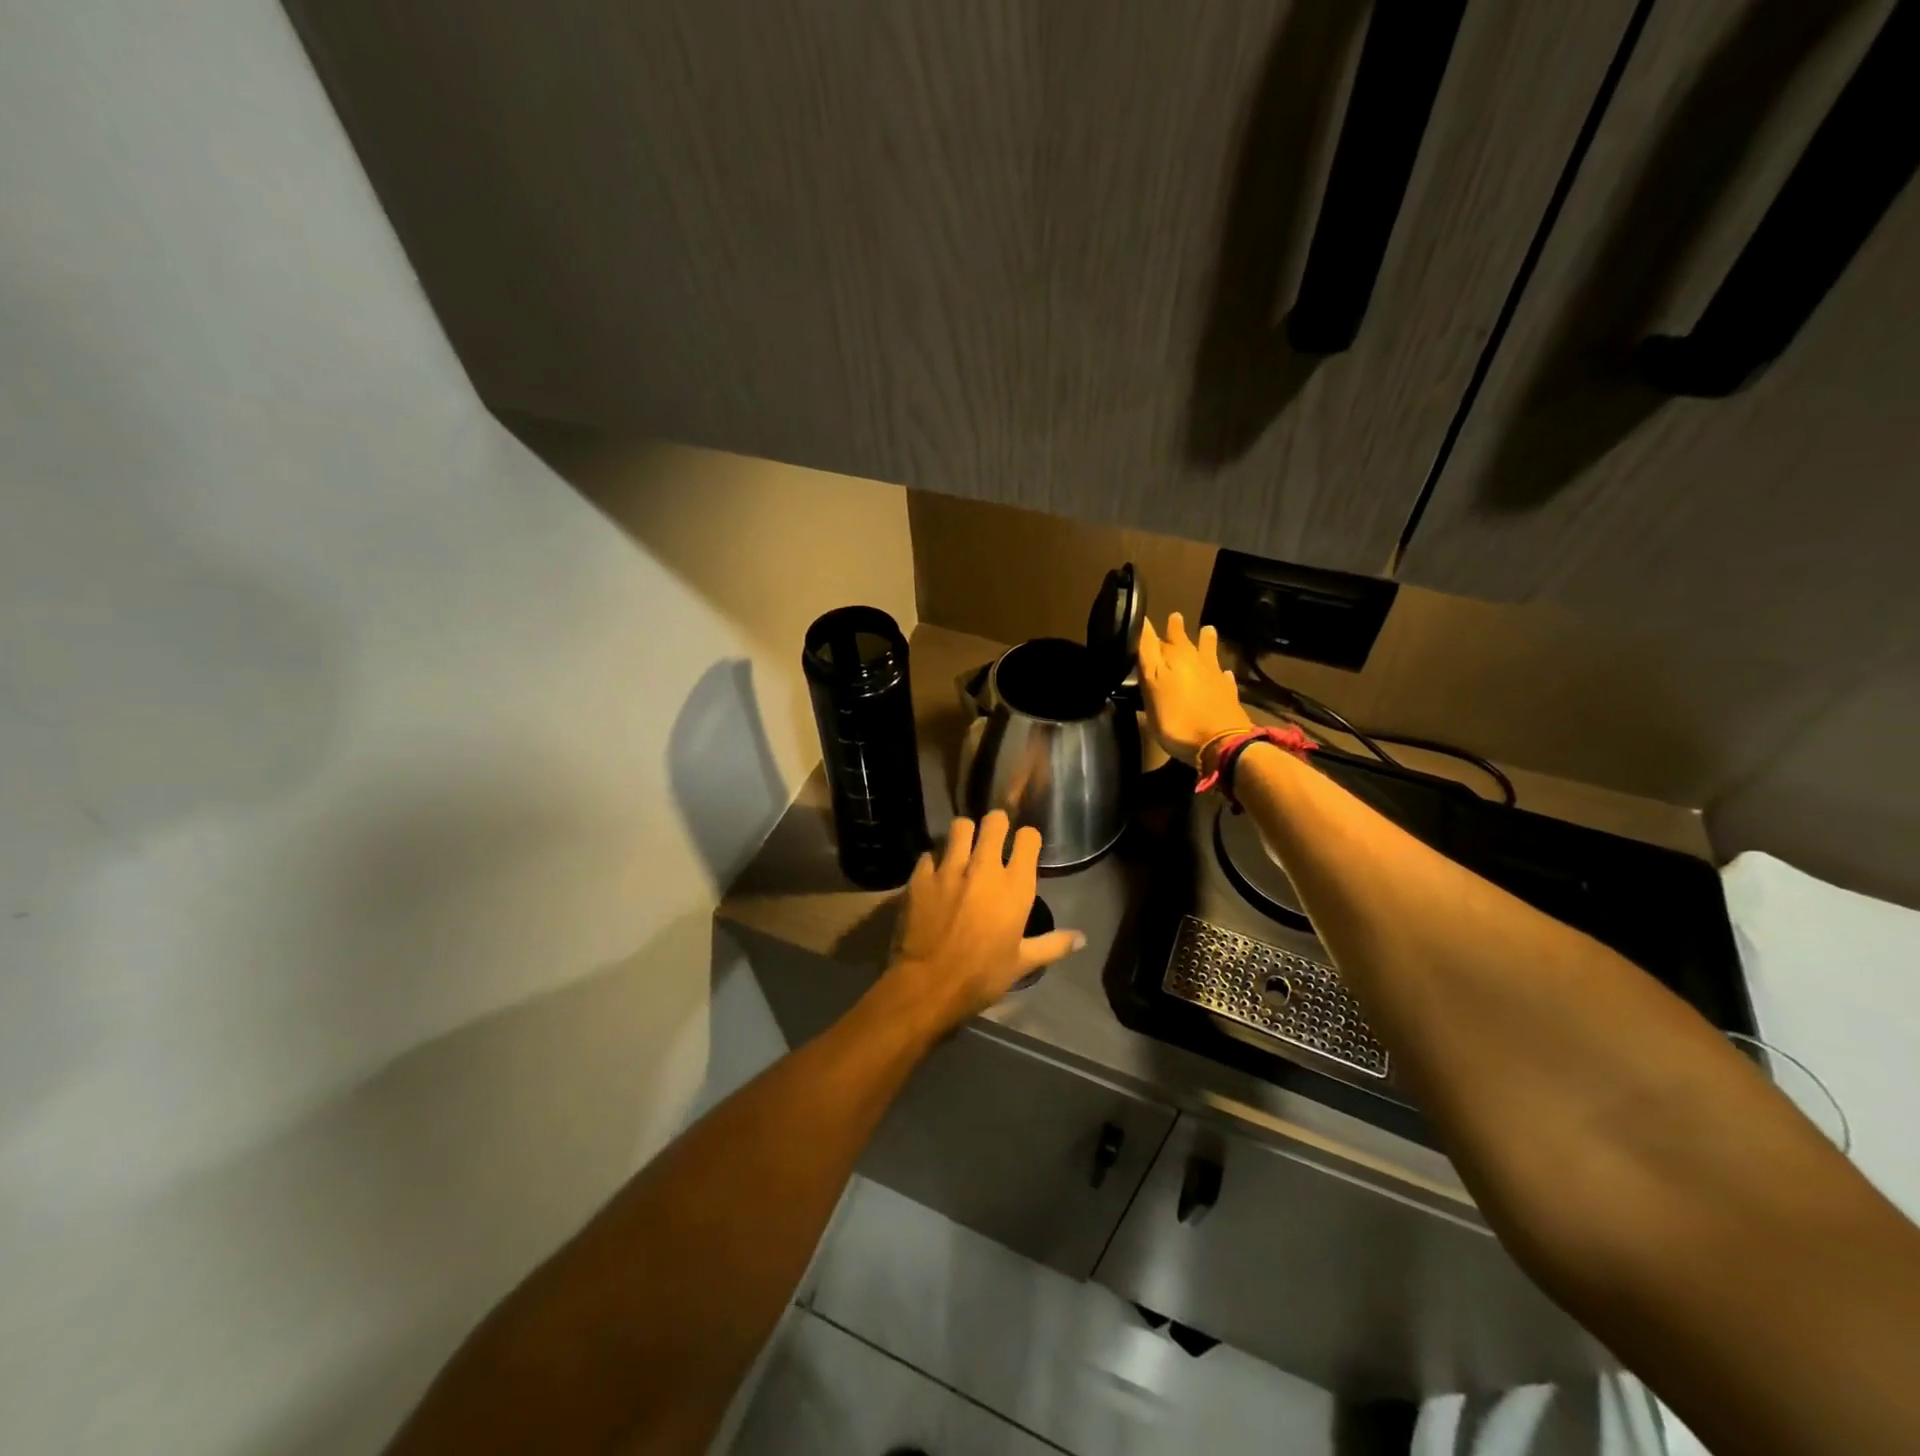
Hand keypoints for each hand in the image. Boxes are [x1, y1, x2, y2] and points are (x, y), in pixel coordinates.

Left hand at [881, 811, 1084, 1034]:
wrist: (929, 985)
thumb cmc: (982, 976)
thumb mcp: (1022, 963)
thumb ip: (1053, 945)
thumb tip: (1082, 939)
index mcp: (1015, 886)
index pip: (1028, 838)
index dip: (1027, 839)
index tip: (1024, 847)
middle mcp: (984, 868)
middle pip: (994, 821)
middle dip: (996, 825)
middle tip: (993, 838)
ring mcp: (950, 868)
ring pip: (960, 826)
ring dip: (964, 834)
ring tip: (963, 848)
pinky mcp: (921, 875)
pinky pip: (930, 852)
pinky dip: (934, 860)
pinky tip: (936, 874)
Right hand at [1137, 613, 1251, 765]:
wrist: (1221, 743)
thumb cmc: (1177, 718)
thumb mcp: (1152, 688)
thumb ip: (1148, 657)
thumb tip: (1143, 625)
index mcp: (1173, 657)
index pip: (1154, 637)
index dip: (1147, 628)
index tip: (1142, 617)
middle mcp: (1195, 660)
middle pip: (1183, 641)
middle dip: (1176, 630)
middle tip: (1174, 617)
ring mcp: (1214, 676)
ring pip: (1208, 652)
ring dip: (1205, 642)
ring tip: (1207, 629)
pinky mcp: (1228, 694)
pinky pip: (1224, 677)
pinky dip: (1221, 673)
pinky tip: (1223, 673)